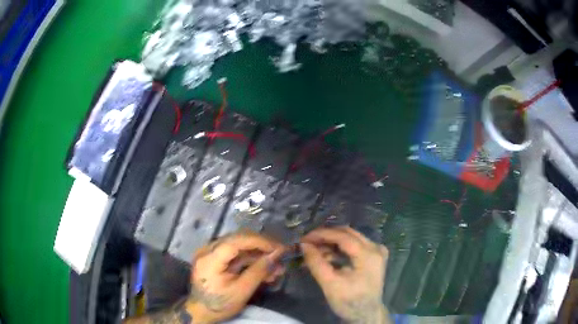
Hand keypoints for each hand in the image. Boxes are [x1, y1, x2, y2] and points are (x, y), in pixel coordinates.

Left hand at [187, 232, 285, 322]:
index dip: (259, 242)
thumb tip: (276, 255)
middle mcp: (207, 250)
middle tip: (280, 257)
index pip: (236, 241)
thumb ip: (258, 271)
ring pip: (239, 246)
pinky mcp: (214, 257)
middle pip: (238, 240)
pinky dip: (250, 260)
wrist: (201, 311)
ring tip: (276, 268)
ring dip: (258, 255)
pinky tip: (264, 270)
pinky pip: (235, 253)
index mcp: (210, 258)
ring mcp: (210, 252)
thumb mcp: (241, 291)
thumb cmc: (220, 304)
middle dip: (262, 248)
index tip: (278, 249)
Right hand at [301, 227, 389, 323]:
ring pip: (350, 238)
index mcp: (369, 255)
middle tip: (307, 242)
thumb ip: (317, 263)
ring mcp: (377, 251)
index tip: (304, 237)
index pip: (343, 236)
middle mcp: (376, 247)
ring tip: (313, 250)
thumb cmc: (349, 302)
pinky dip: (339, 249)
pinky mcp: (374, 256)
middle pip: (348, 234)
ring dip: (331, 243)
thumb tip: (303, 245)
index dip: (322, 234)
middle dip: (326, 236)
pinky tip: (325, 255)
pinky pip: (354, 245)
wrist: (366, 314)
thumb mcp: (330, 284)